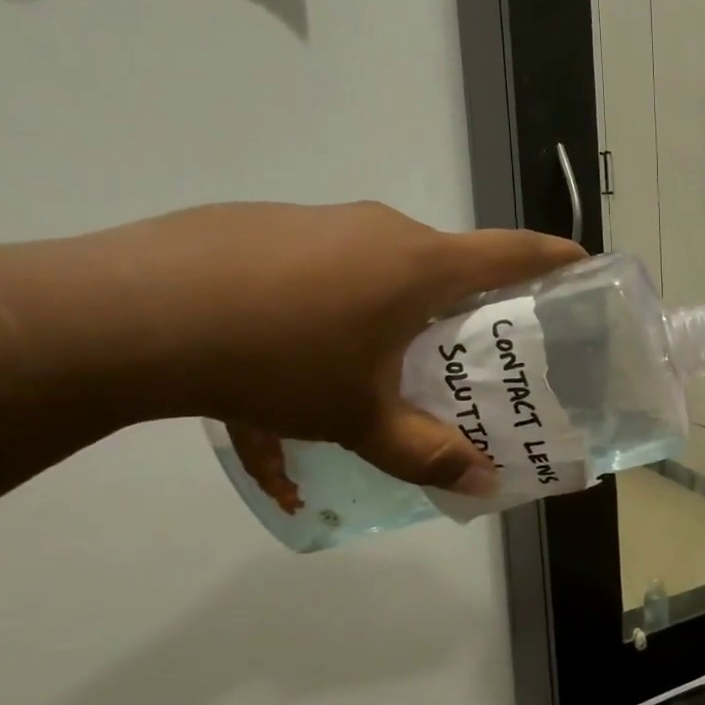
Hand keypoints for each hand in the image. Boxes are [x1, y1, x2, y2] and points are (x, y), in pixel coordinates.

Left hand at [86, 202, 582, 493]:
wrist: (123, 316)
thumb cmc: (276, 360)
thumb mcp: (359, 420)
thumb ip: (426, 452)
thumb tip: (483, 484)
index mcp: (419, 265)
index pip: (511, 253)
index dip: (552, 257)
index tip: (581, 261)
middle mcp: (378, 229)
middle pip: (443, 261)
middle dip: (460, 302)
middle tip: (459, 347)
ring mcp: (316, 219)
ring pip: (376, 262)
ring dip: (386, 304)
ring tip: (362, 358)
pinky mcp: (259, 223)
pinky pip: (318, 262)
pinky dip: (323, 298)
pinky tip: (284, 344)